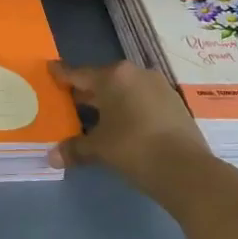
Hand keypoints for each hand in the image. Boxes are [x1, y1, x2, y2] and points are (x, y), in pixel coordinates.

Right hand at [49, 60, 216, 208]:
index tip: (51, 69)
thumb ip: (75, 149)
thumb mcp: (99, 149)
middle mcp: (135, 74)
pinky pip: (142, 100)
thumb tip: (51, 157)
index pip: (80, 74)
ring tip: (95, 116)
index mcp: (113, 77)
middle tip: (69, 101)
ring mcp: (158, 86)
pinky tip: (124, 125)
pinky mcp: (174, 102)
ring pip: (125, 89)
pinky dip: (129, 108)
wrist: (186, 169)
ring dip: (110, 101)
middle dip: (87, 92)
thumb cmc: (134, 148)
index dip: (63, 75)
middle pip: (103, 80)